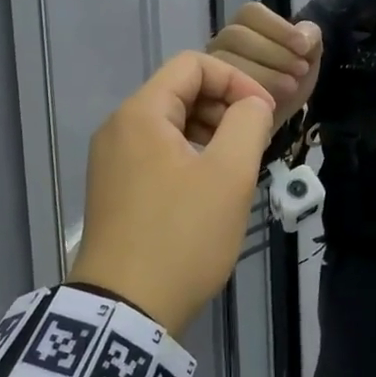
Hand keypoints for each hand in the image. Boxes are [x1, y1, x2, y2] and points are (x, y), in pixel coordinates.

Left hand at [69, 52, 275, 335]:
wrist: (125, 312)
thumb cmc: (182, 237)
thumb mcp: (229, 176)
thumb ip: (248, 124)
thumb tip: (252, 104)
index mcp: (140, 114)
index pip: (193, 65)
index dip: (235, 80)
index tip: (264, 113)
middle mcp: (118, 128)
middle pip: (179, 91)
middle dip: (224, 106)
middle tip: (256, 140)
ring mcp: (111, 160)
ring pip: (170, 124)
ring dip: (210, 132)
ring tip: (239, 164)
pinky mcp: (114, 189)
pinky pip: (157, 152)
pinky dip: (190, 155)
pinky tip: (212, 186)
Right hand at [202, 2, 324, 134]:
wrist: (275, 123)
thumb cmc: (287, 84)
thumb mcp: (307, 61)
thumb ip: (310, 40)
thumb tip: (304, 35)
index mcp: (244, 26)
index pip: (250, 13)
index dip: (278, 27)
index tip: (303, 47)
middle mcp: (220, 43)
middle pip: (236, 35)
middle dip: (273, 52)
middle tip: (300, 71)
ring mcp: (209, 68)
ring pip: (226, 60)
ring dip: (264, 73)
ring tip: (290, 88)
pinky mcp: (204, 95)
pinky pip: (219, 89)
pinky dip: (248, 95)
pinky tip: (270, 103)